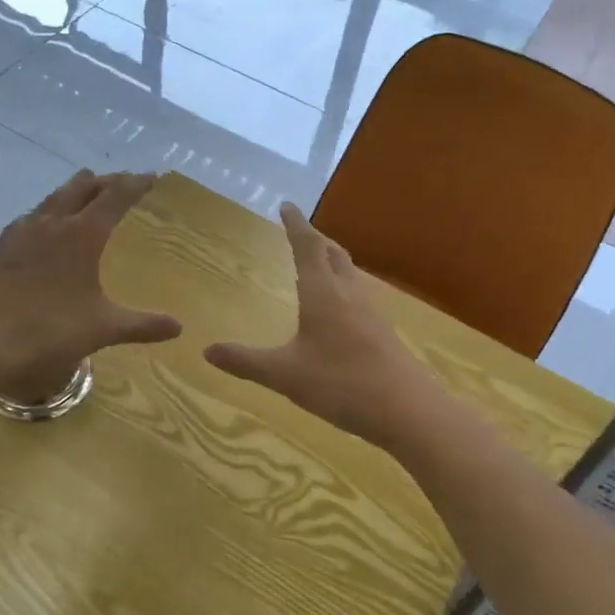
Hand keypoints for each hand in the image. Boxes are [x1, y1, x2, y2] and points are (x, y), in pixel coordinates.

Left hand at [0, 171, 181, 400]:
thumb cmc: (51, 330)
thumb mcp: (103, 328)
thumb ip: (143, 325)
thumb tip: (178, 327)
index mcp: (83, 235)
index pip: (115, 197)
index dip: (135, 185)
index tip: (150, 177)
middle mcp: (53, 223)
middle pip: (82, 188)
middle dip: (105, 181)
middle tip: (121, 181)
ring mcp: (23, 232)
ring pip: (54, 197)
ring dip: (74, 190)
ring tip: (86, 190)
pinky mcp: (3, 246)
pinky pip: (32, 216)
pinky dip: (48, 210)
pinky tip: (44, 223)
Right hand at [204, 204, 443, 445]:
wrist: (407, 410)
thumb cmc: (341, 383)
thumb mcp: (284, 375)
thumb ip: (246, 361)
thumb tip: (207, 350)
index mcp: (322, 294)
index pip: (307, 247)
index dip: (295, 225)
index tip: (287, 205)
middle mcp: (349, 294)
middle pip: (334, 254)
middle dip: (316, 239)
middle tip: (302, 232)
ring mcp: (371, 313)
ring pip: (350, 274)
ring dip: (333, 261)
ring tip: (320, 263)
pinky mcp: (383, 333)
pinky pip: (360, 296)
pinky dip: (345, 287)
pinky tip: (342, 309)